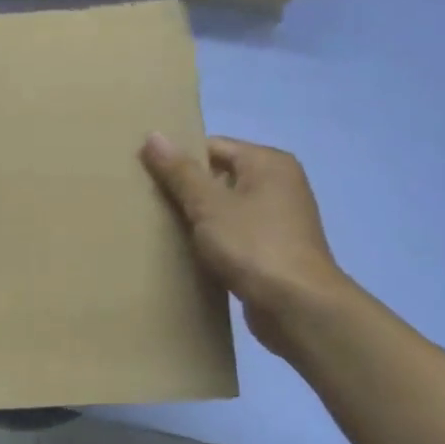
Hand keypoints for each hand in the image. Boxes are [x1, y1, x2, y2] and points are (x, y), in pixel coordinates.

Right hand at [141, 133, 348, 351]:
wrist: (298, 307)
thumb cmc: (253, 245)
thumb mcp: (208, 205)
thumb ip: (180, 171)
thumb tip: (153, 135)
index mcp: (268, 163)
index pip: (213, 146)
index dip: (179, 159)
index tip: (146, 176)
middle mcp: (279, 184)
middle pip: (219, 176)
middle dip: (185, 189)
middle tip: (148, 202)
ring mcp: (279, 219)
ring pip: (225, 208)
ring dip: (197, 218)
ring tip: (161, 227)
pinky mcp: (274, 250)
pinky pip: (234, 234)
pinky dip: (213, 240)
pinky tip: (187, 252)